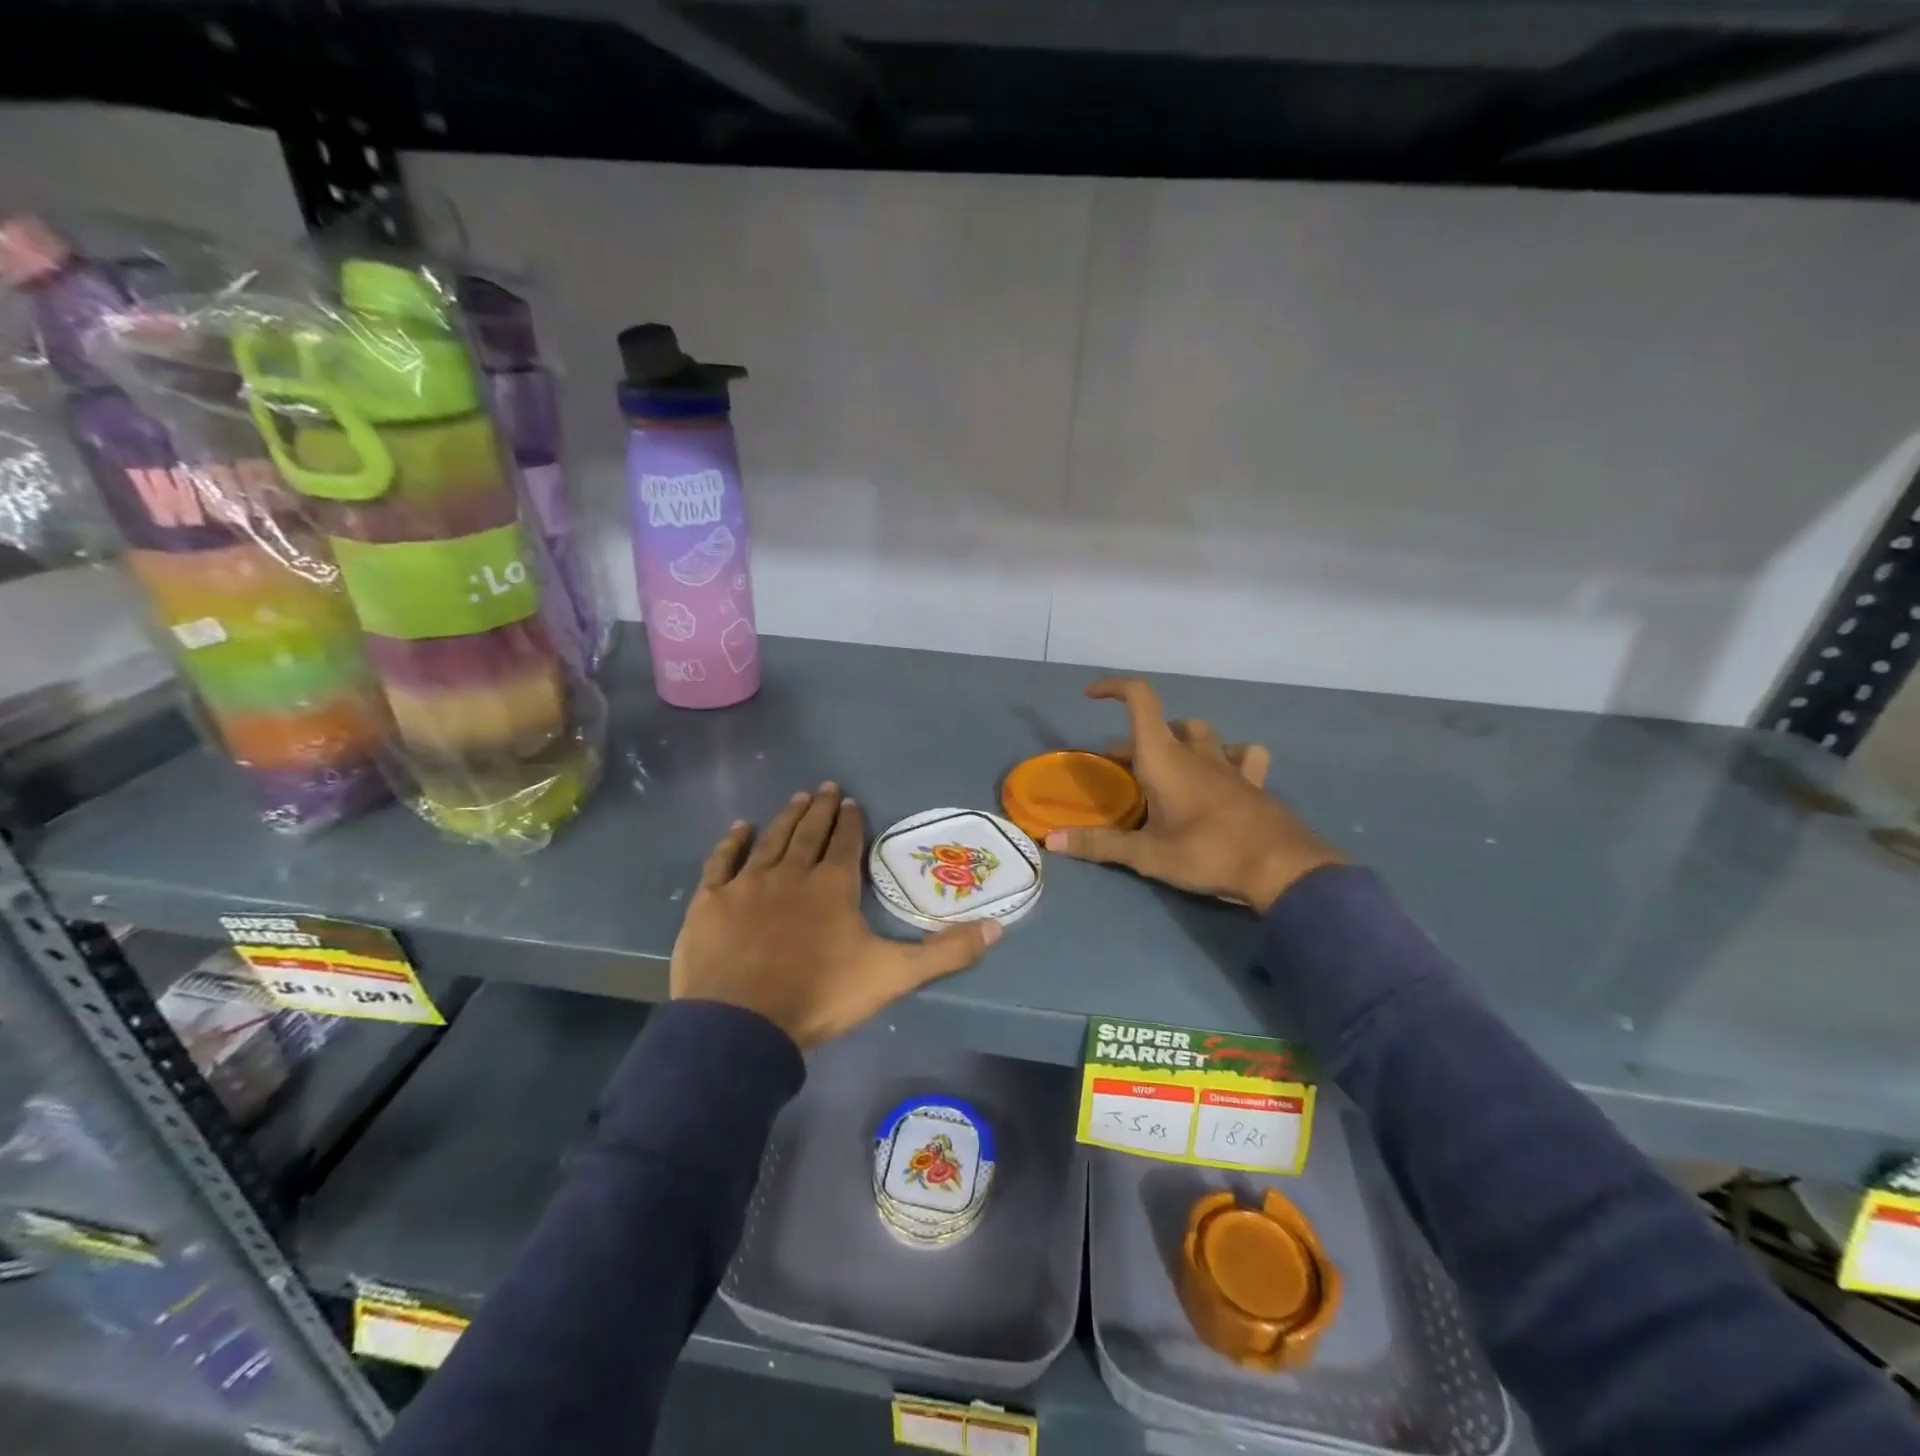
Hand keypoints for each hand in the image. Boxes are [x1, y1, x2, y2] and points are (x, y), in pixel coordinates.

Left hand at [671, 783, 1000, 1047]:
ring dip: (785, 817)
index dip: (849, 822)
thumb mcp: (893, 976)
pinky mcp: (712, 900)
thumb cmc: (819, 996)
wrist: (740, 1025)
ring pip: (771, 839)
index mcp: (832, 886)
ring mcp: (748, 884)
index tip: (850, 802)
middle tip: (825, 787)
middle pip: (808, 833)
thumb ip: (945, 952)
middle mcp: (791, 873)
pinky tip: (740, 828)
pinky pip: (723, 861)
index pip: (844, 844)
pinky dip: (733, 842)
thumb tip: (998, 927)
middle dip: (819, 809)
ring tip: (796, 798)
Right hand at [1046, 678, 1343, 911]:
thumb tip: (1051, 841)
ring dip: (1181, 740)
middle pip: (1164, 725)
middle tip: (1121, 767)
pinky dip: (1227, 756)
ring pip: (1202, 734)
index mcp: (1166, 758)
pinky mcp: (1255, 782)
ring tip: (1170, 764)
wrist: (1283, 868)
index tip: (1091, 695)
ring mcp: (1230, 764)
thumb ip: (1099, 844)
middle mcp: (1197, 752)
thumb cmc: (1208, 853)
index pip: (1141, 700)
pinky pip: (1241, 755)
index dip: (1115, 687)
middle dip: (1137, 739)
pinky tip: (1224, 773)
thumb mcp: (1148, 854)